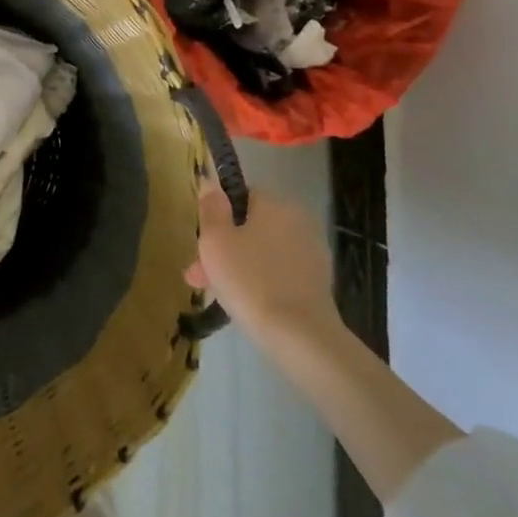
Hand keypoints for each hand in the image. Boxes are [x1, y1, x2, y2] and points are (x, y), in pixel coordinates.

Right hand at [184, 182, 337, 345]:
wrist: (299, 335)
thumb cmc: (249, 279)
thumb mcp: (215, 240)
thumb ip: (211, 207)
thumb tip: (210, 181)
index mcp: (275, 204)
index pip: (240, 197)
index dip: (216, 218)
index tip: (201, 244)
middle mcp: (298, 221)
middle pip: (250, 227)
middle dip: (223, 249)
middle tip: (199, 276)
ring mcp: (312, 253)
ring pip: (263, 252)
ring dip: (238, 266)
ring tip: (215, 294)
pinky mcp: (318, 282)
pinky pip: (279, 272)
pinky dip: (261, 281)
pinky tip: (245, 302)